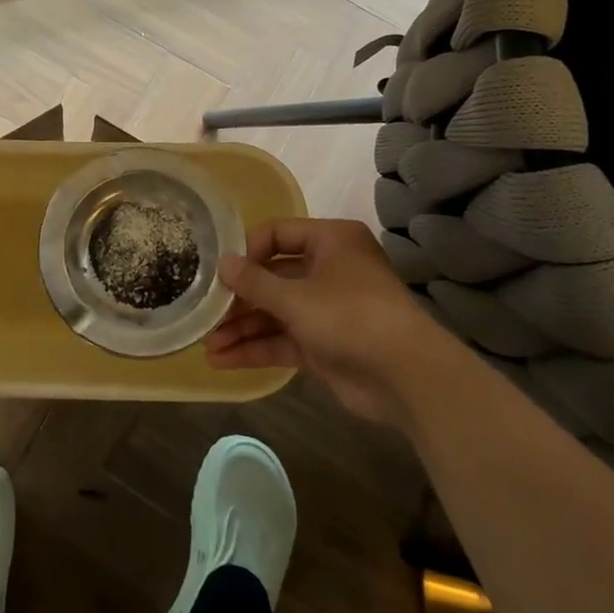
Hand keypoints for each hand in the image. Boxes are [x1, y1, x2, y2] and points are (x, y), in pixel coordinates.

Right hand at [204, 218, 455, 426]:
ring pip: (276, 313)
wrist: (407, 378)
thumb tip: (223, 264)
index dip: (248, 251)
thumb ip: (254, 282)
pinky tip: (223, 360)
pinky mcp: (325, 345)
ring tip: (207, 344)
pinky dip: (257, 348)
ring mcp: (327, 309)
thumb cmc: (350, 317)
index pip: (279, 234)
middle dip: (239, 298)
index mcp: (332, 241)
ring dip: (243, 328)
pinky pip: (283, 340)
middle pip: (274, 277)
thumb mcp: (295, 297)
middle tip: (206, 312)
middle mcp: (329, 270)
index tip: (220, 270)